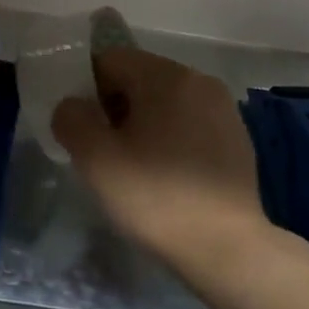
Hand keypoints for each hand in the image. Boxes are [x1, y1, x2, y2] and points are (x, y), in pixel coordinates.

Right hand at [51, 46, 270, 270]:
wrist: (227, 249)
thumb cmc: (156, 196)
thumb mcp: (95, 158)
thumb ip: (71, 118)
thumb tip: (72, 107)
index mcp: (166, 75)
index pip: (109, 59)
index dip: (87, 90)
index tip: (86, 130)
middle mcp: (199, 80)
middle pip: (138, 78)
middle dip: (115, 107)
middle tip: (107, 152)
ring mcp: (223, 109)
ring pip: (164, 102)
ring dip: (143, 124)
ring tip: (136, 168)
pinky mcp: (237, 138)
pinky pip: (189, 124)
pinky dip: (171, 140)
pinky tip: (168, 178)